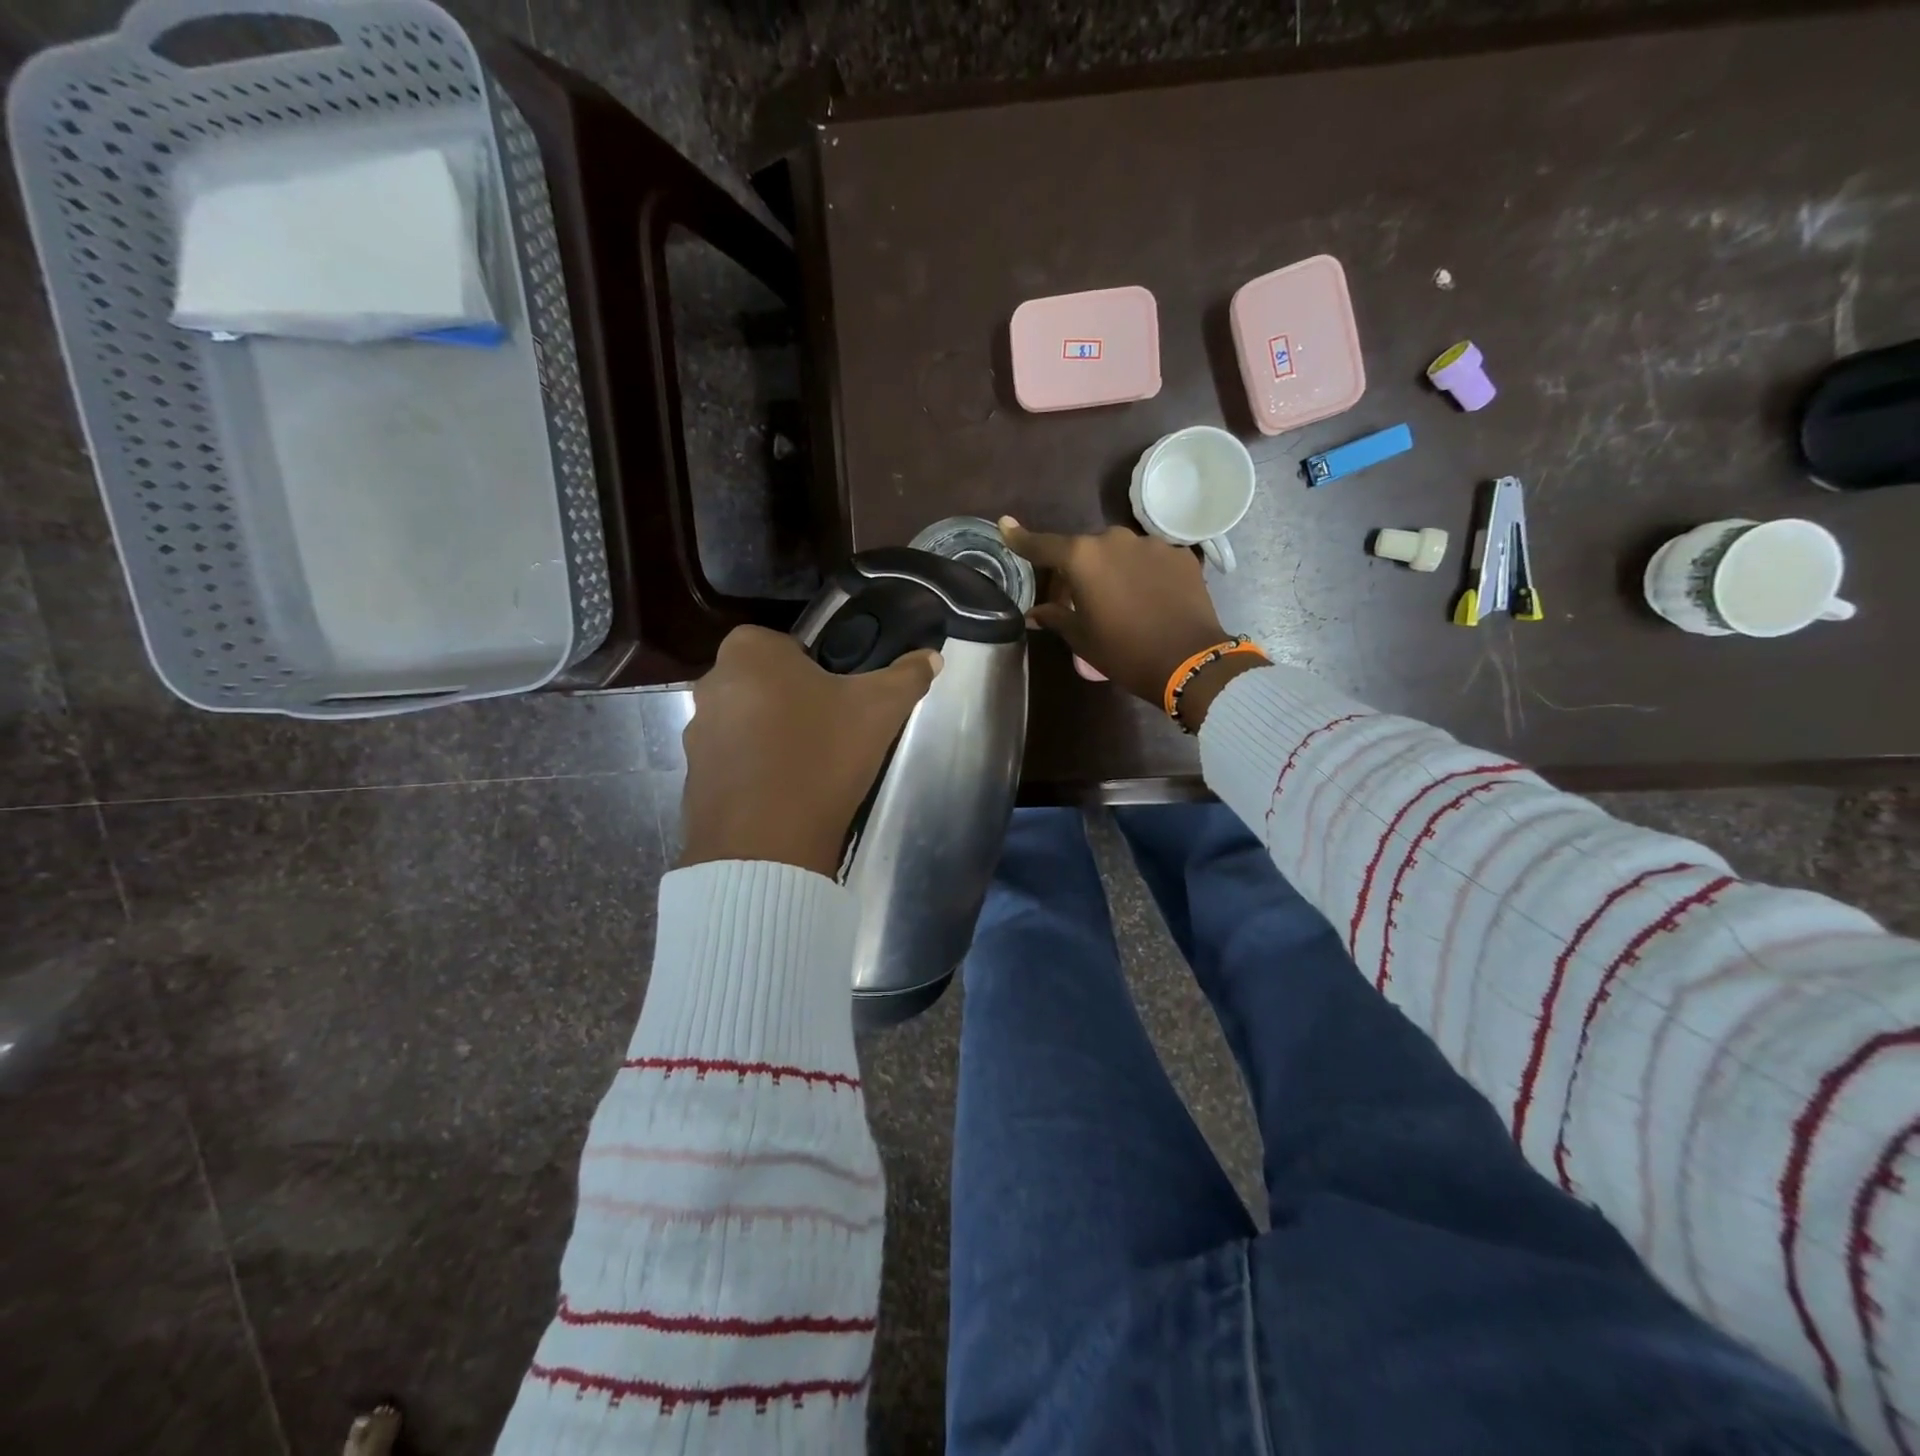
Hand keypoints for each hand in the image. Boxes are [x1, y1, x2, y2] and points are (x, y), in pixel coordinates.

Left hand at [680, 626, 940, 877]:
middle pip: (766, 683)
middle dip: (795, 701)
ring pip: (747, 722)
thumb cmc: (822, 756)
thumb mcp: (879, 710)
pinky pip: (733, 761)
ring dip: (773, 736)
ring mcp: (695, 733)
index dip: (818, 669)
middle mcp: (712, 683)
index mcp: (749, 652)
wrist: (767, 844)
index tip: (841, 699)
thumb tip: (930, 657)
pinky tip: (785, 794)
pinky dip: (755, 771)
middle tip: (831, 731)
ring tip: (809, 767)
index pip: (788, 644)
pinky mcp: (693, 777)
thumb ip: (906, 676)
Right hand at [1000, 517, 1259, 722]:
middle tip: (1076, 601)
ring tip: (1120, 602)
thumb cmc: (1124, 652)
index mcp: (1083, 558)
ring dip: (1113, 570)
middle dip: (1077, 570)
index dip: (1021, 538)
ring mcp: (1152, 544)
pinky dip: (1142, 574)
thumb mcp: (1082, 638)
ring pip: (1120, 553)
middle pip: (1085, 550)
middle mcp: (1115, 540)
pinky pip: (1150, 560)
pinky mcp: (1181, 555)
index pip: (1043, 545)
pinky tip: (1149, 599)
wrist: (1189, 661)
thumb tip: (1034, 612)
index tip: (1005, 526)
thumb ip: (1056, 617)